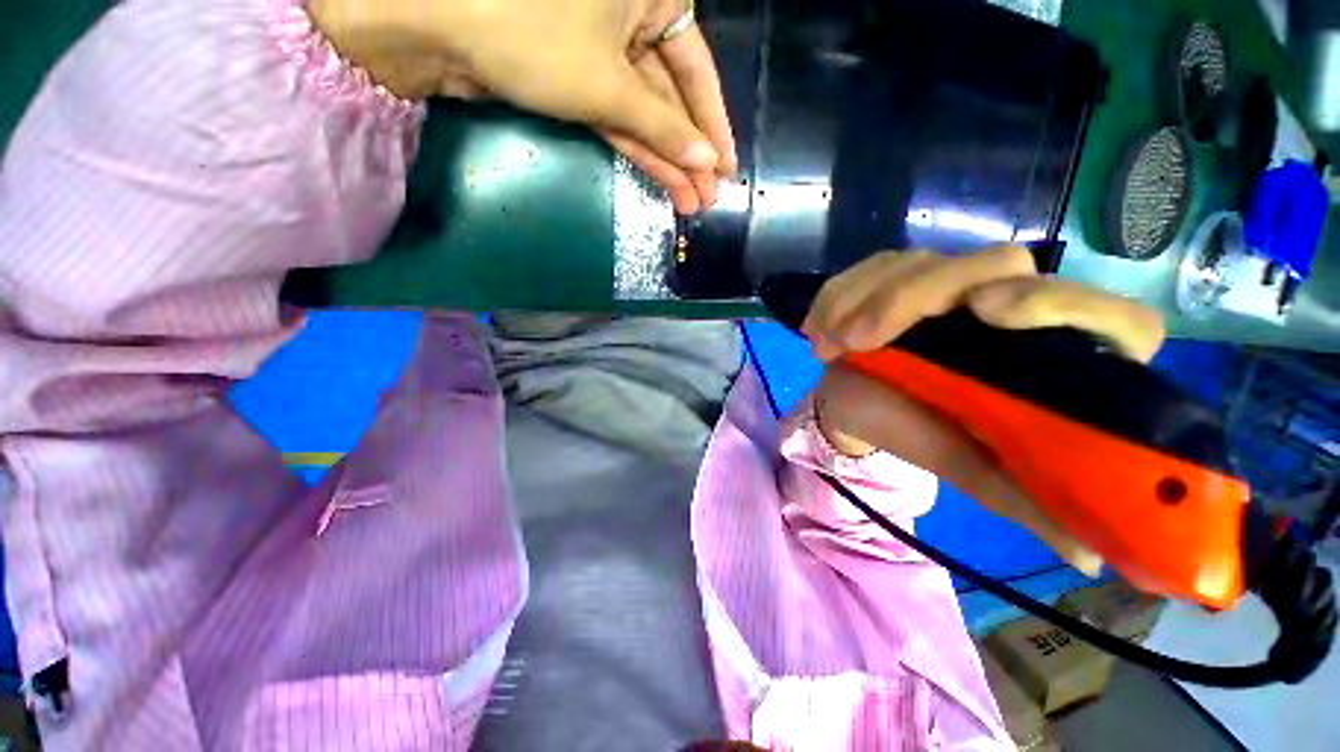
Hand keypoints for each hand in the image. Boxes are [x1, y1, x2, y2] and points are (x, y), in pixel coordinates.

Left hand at [308, 0, 736, 214]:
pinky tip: (663, 182)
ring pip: (646, 114)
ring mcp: (603, 52)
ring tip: (691, 203)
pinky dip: (639, 151)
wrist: (441, 29)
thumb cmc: (534, 35)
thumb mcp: (610, 85)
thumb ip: (663, 126)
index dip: (713, 125)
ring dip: (668, 160)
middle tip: (708, 197)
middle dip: (689, 152)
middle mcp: (632, 18)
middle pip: (672, 97)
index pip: (697, 69)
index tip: (727, 167)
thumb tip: (706, 160)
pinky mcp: (579, 79)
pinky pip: (620, 119)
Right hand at [806, 247, 1165, 575]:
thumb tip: (1092, 555)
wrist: (858, 406)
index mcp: (1049, 355)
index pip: (1106, 314)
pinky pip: (870, 268)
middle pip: (997, 263)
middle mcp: (1007, 304)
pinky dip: (835, 297)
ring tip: (828, 347)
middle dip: (918, 296)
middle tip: (862, 340)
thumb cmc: (917, 434)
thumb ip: (1028, 498)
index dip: (1063, 303)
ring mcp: (948, 282)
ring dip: (861, 300)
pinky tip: (817, 332)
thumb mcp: (972, 468)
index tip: (989, 314)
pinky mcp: (899, 275)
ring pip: (919, 262)